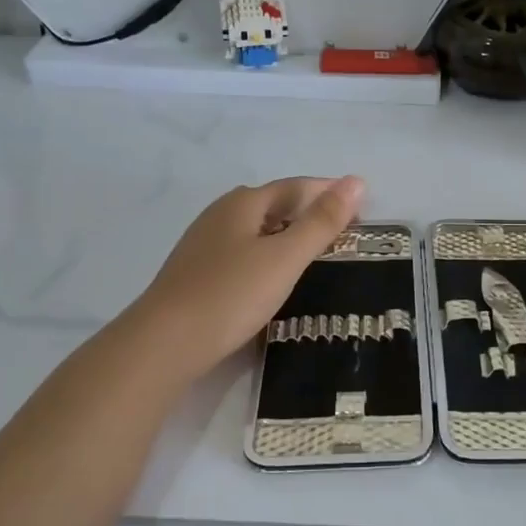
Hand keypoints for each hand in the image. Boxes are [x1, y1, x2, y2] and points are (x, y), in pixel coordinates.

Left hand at [128, 176, 364, 377]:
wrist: (165, 343)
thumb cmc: (231, 294)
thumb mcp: (285, 257)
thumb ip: (321, 222)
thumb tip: (356, 182)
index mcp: (243, 203)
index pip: (295, 187)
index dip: (328, 192)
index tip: (360, 206)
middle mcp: (220, 215)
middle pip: (272, 203)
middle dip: (308, 210)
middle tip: (341, 230)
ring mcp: (204, 244)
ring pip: (255, 229)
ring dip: (286, 233)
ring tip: (314, 252)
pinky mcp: (196, 273)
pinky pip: (242, 252)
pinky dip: (267, 255)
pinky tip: (273, 276)